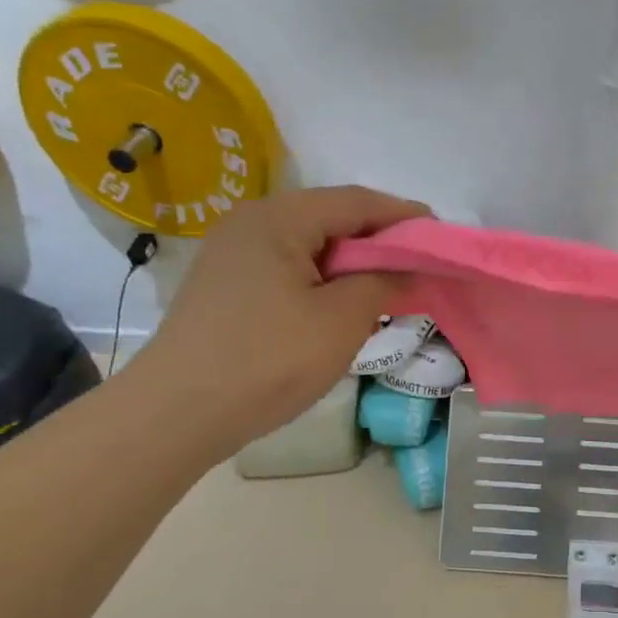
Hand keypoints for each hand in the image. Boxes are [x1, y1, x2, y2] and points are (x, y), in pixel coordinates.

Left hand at [122, 186, 427, 458]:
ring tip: (387, 286)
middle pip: (332, 217)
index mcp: (279, 218)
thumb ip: (383, 283)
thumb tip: (410, 268)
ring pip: (311, 244)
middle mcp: (252, 222)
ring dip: (353, 262)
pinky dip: (324, 278)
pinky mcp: (227, 284)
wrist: (175, 415)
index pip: (357, 202)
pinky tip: (342, 303)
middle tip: (419, 265)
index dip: (405, 216)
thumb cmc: (267, 360)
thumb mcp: (340, 320)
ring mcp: (233, 253)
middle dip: (380, 239)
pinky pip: (289, 266)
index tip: (442, 237)